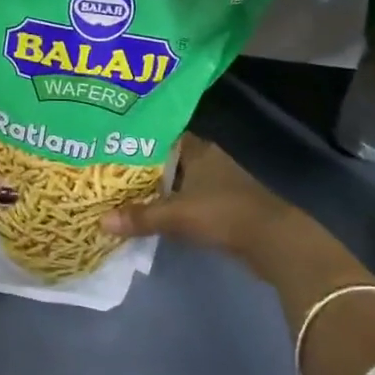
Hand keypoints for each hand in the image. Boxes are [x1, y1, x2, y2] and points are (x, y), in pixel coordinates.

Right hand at [101, 136, 297, 265]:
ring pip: (179, 181)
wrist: (273, 239)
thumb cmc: (223, 212)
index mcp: (197, 149)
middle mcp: (207, 159)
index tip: (112, 145)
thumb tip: (101, 220)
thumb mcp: (176, 214)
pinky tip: (154, 215)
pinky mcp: (224, 205)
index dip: (138, 139)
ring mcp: (218, 182)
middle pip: (168, 159)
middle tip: (111, 173)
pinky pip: (189, 199)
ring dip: (159, 189)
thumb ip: (140, 217)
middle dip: (143, 167)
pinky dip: (173, 205)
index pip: (162, 135)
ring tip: (125, 195)